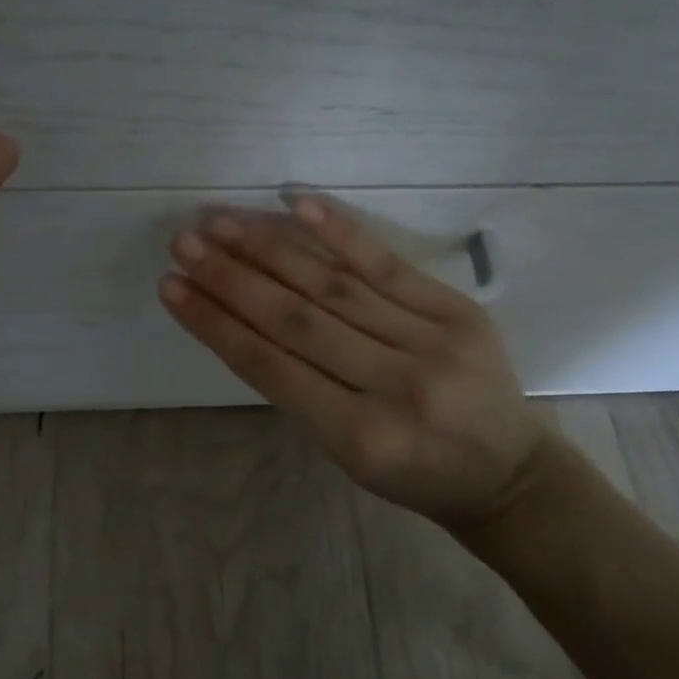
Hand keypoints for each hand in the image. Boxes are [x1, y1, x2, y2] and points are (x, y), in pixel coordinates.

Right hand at [160, 196, 552, 530]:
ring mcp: (430, 342)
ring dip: (269, 249)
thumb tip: (239, 318)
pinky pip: (388, 266)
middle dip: (231, 278)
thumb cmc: (412, 474)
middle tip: (184, 243)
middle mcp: (394, 386)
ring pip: (333, 287)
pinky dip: (340, 233)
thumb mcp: (345, 453)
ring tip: (221, 222)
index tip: (170, 287)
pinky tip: (298, 204)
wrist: (508, 474)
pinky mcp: (457, 311)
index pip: (269, 366)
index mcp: (358, 436)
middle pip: (295, 319)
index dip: (214, 323)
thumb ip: (298, 390)